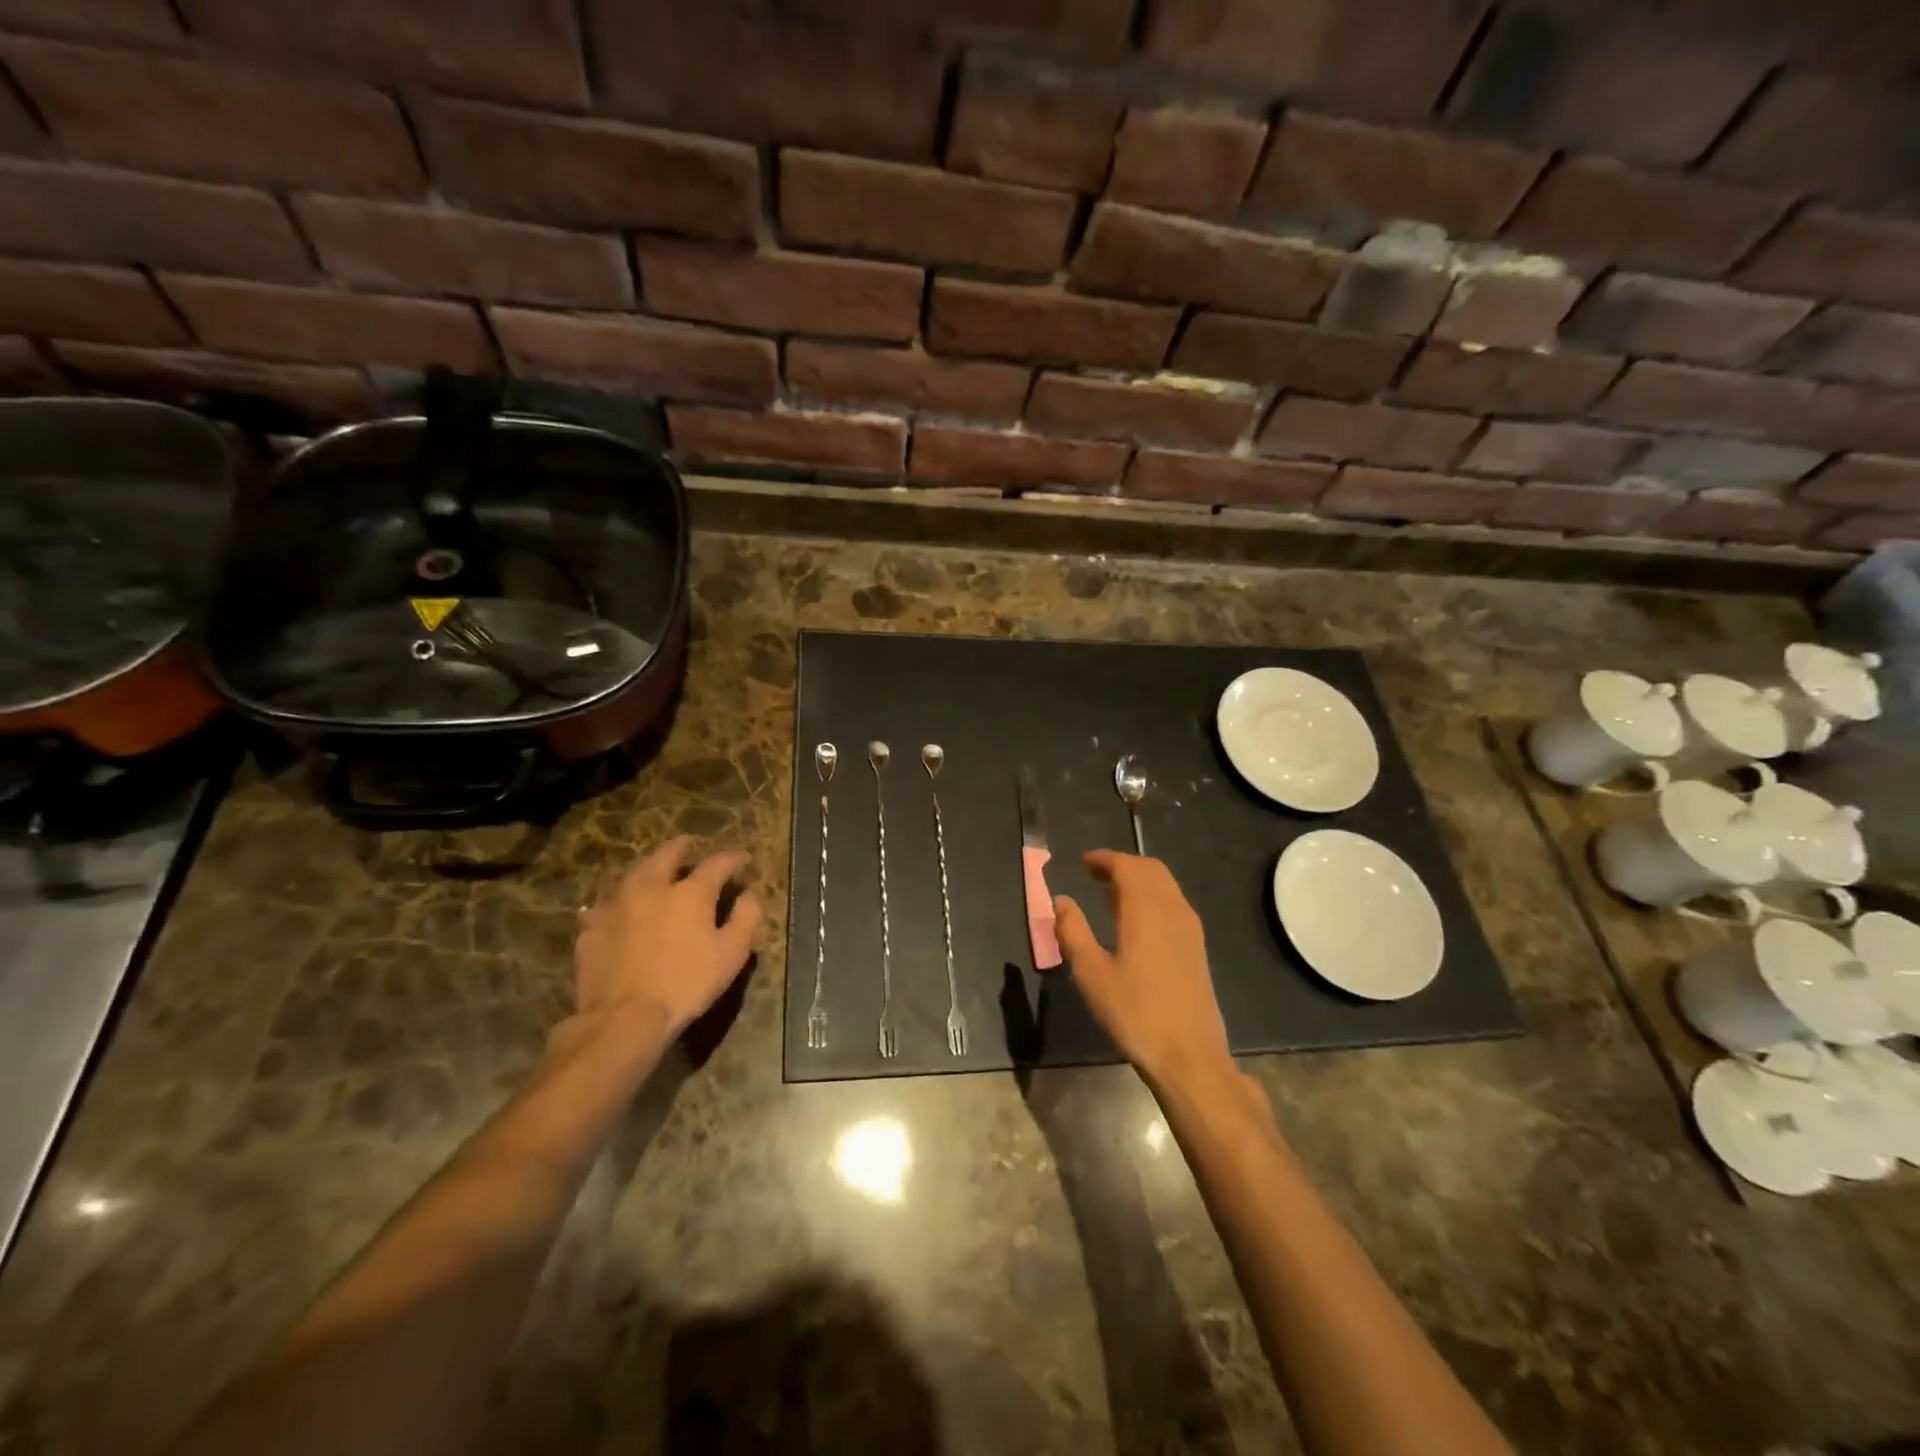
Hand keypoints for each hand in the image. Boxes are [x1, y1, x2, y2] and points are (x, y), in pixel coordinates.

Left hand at [571, 837, 762, 1049]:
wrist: (623, 1018)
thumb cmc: (686, 983)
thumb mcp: (731, 954)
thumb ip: (745, 918)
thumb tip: (749, 895)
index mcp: (689, 892)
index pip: (716, 864)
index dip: (731, 859)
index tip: (741, 858)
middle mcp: (651, 888)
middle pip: (664, 857)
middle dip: (679, 848)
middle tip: (686, 845)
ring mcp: (616, 906)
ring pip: (632, 876)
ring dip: (646, 870)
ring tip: (652, 872)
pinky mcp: (591, 930)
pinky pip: (606, 906)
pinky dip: (618, 903)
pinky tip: (620, 911)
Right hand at [1054, 851, 1230, 1087]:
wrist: (1189, 1055)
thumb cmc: (1134, 1013)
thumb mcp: (1091, 973)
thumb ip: (1073, 931)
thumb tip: (1061, 901)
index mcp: (1146, 910)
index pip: (1127, 867)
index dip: (1104, 859)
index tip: (1083, 862)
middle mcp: (1173, 910)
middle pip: (1151, 869)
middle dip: (1123, 865)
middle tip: (1095, 874)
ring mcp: (1190, 928)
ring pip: (1166, 885)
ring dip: (1140, 880)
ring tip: (1111, 894)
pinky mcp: (1197, 947)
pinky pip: (1174, 903)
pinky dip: (1153, 896)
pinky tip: (1136, 921)